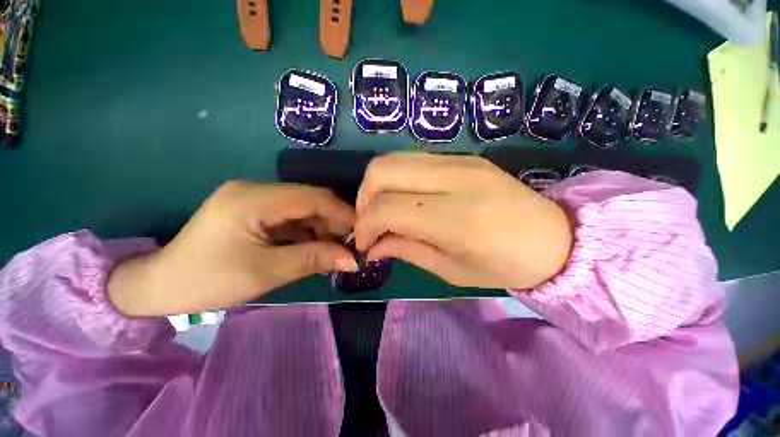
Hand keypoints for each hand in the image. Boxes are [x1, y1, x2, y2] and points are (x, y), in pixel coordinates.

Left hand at [108, 182, 357, 315]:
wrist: (161, 285)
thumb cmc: (207, 281)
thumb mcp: (265, 272)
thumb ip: (313, 260)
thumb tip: (352, 260)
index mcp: (253, 199)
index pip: (312, 197)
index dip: (341, 213)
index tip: (362, 231)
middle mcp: (256, 190)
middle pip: (310, 200)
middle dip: (334, 222)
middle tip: (351, 245)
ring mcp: (256, 198)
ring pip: (304, 209)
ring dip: (323, 228)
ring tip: (336, 250)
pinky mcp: (256, 210)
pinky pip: (292, 217)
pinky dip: (308, 232)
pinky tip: (317, 247)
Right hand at [354, 153, 571, 288]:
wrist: (557, 238)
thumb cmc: (505, 266)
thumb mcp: (451, 270)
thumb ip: (406, 250)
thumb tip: (372, 247)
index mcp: (455, 218)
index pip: (387, 208)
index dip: (365, 226)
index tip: (364, 243)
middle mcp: (454, 179)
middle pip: (382, 170)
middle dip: (364, 198)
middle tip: (370, 222)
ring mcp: (459, 161)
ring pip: (394, 159)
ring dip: (377, 185)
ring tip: (383, 210)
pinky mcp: (463, 156)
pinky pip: (413, 160)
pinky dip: (397, 178)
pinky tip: (405, 198)